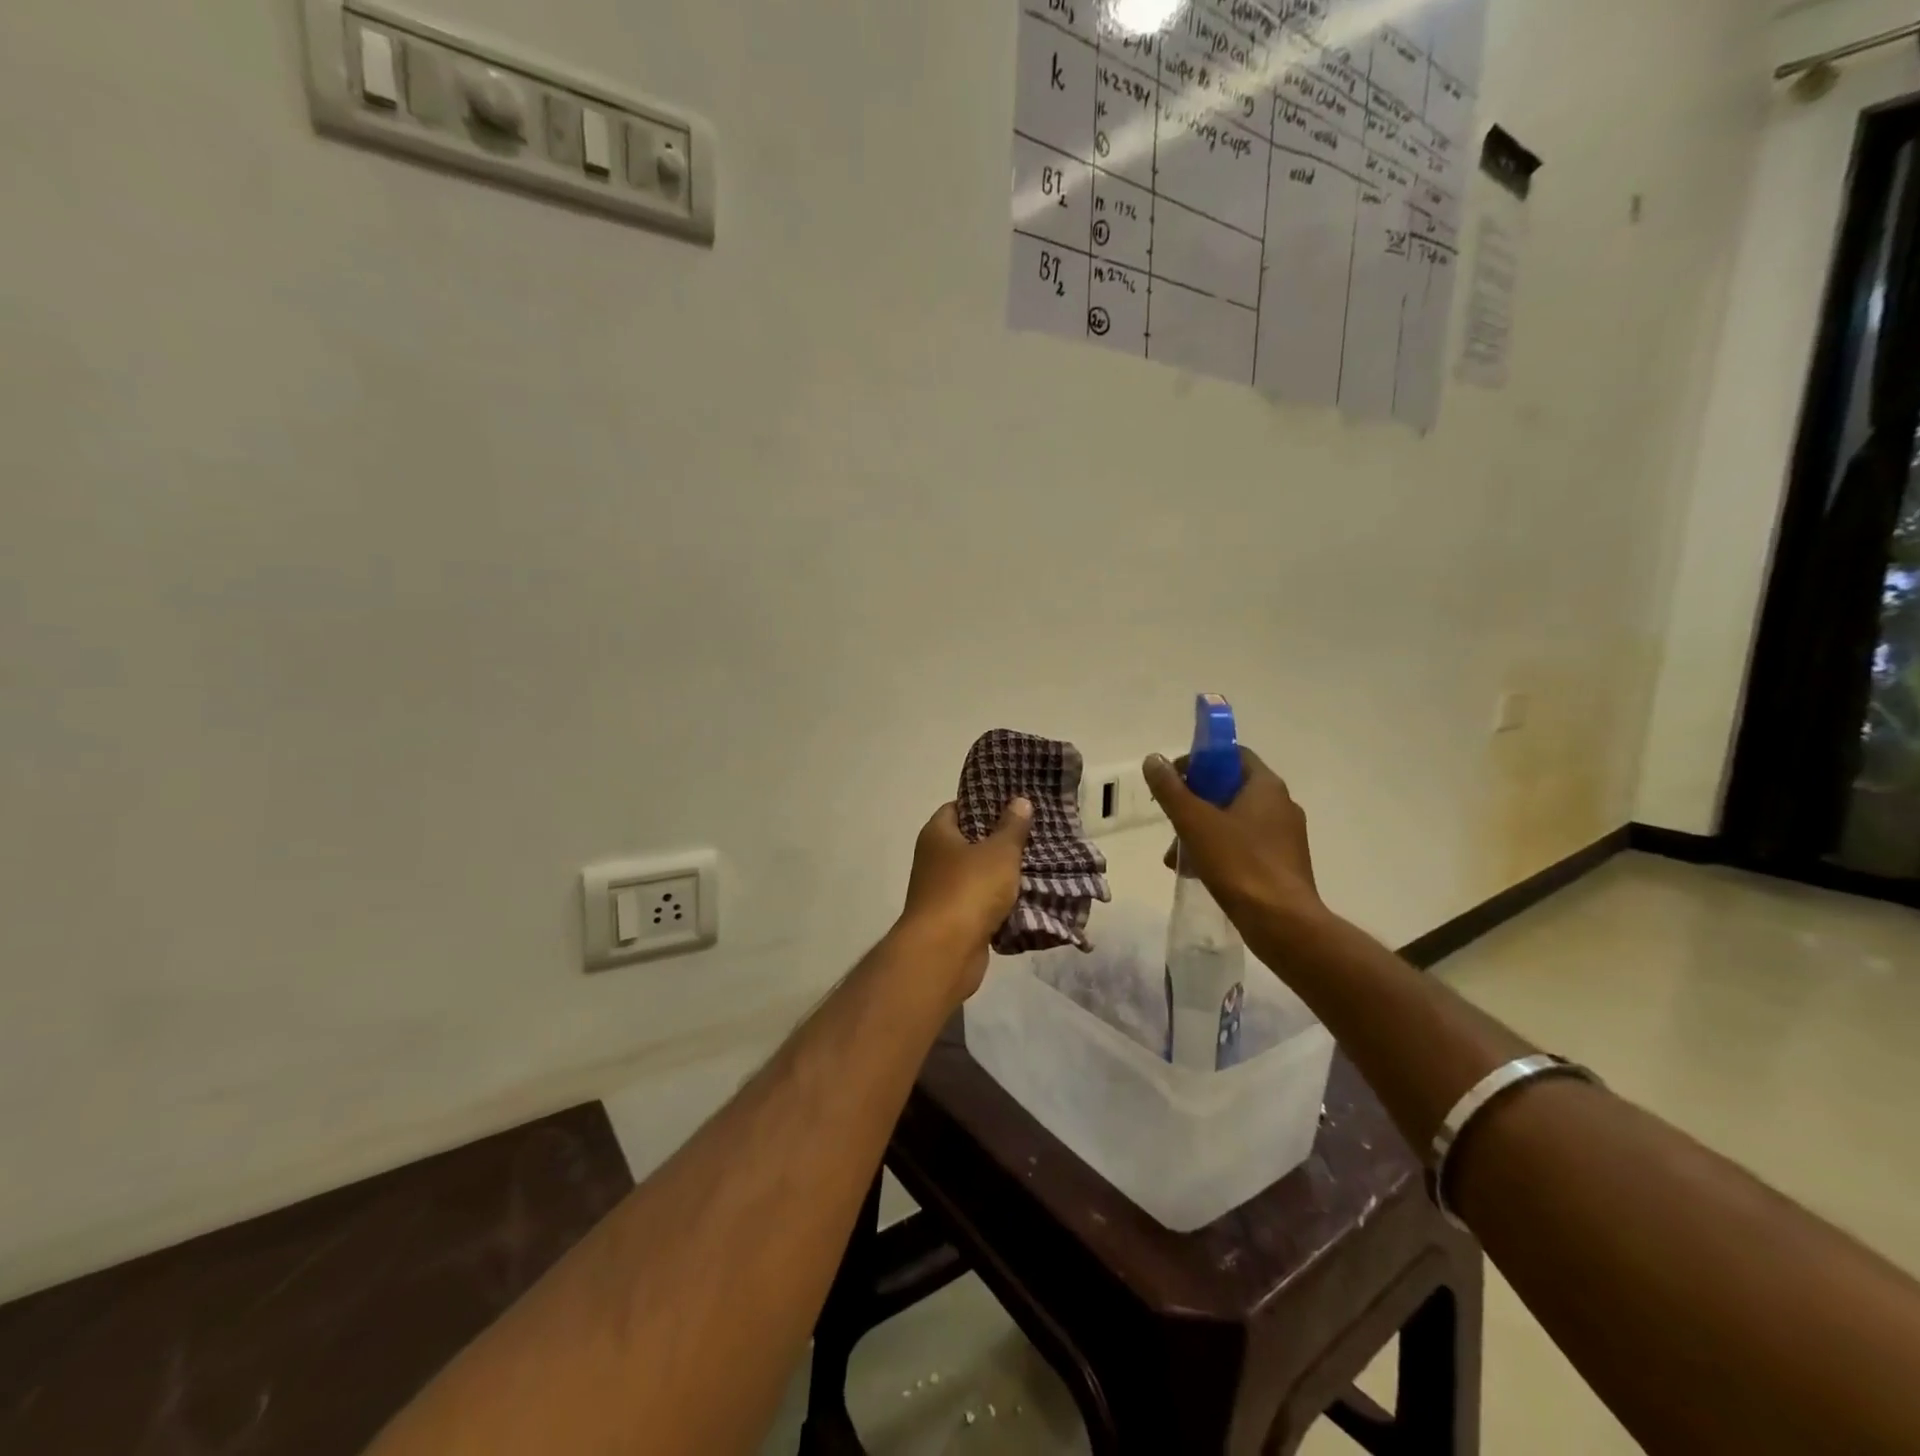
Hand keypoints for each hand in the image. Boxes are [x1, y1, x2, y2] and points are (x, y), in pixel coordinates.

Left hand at [895, 798, 1032, 1000]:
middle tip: (1034, 833)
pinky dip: (999, 902)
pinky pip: (981, 903)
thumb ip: (1012, 827)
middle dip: (1000, 840)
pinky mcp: (954, 920)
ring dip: (1002, 873)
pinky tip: (1027, 898)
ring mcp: (942, 891)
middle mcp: (934, 859)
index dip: (984, 803)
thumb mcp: (999, 852)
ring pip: (978, 875)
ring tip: (1038, 863)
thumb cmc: (969, 890)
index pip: (958, 807)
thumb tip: (1019, 800)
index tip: (1014, 804)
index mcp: (938, 834)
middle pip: (970, 841)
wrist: (944, 953)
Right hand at [1143, 748, 1321, 926]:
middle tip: (1170, 820)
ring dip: (1201, 831)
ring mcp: (1285, 837)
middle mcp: (1281, 805)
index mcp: (1266, 787)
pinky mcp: (1282, 864)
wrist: (1282, 923)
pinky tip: (1196, 872)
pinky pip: (1244, 846)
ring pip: (1234, 821)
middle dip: (1194, 803)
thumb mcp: (1195, 822)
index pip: (1233, 755)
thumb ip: (1171, 789)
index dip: (1201, 760)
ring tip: (1175, 857)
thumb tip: (1154, 759)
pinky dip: (1218, 851)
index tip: (1174, 779)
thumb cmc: (1239, 864)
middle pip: (1229, 789)